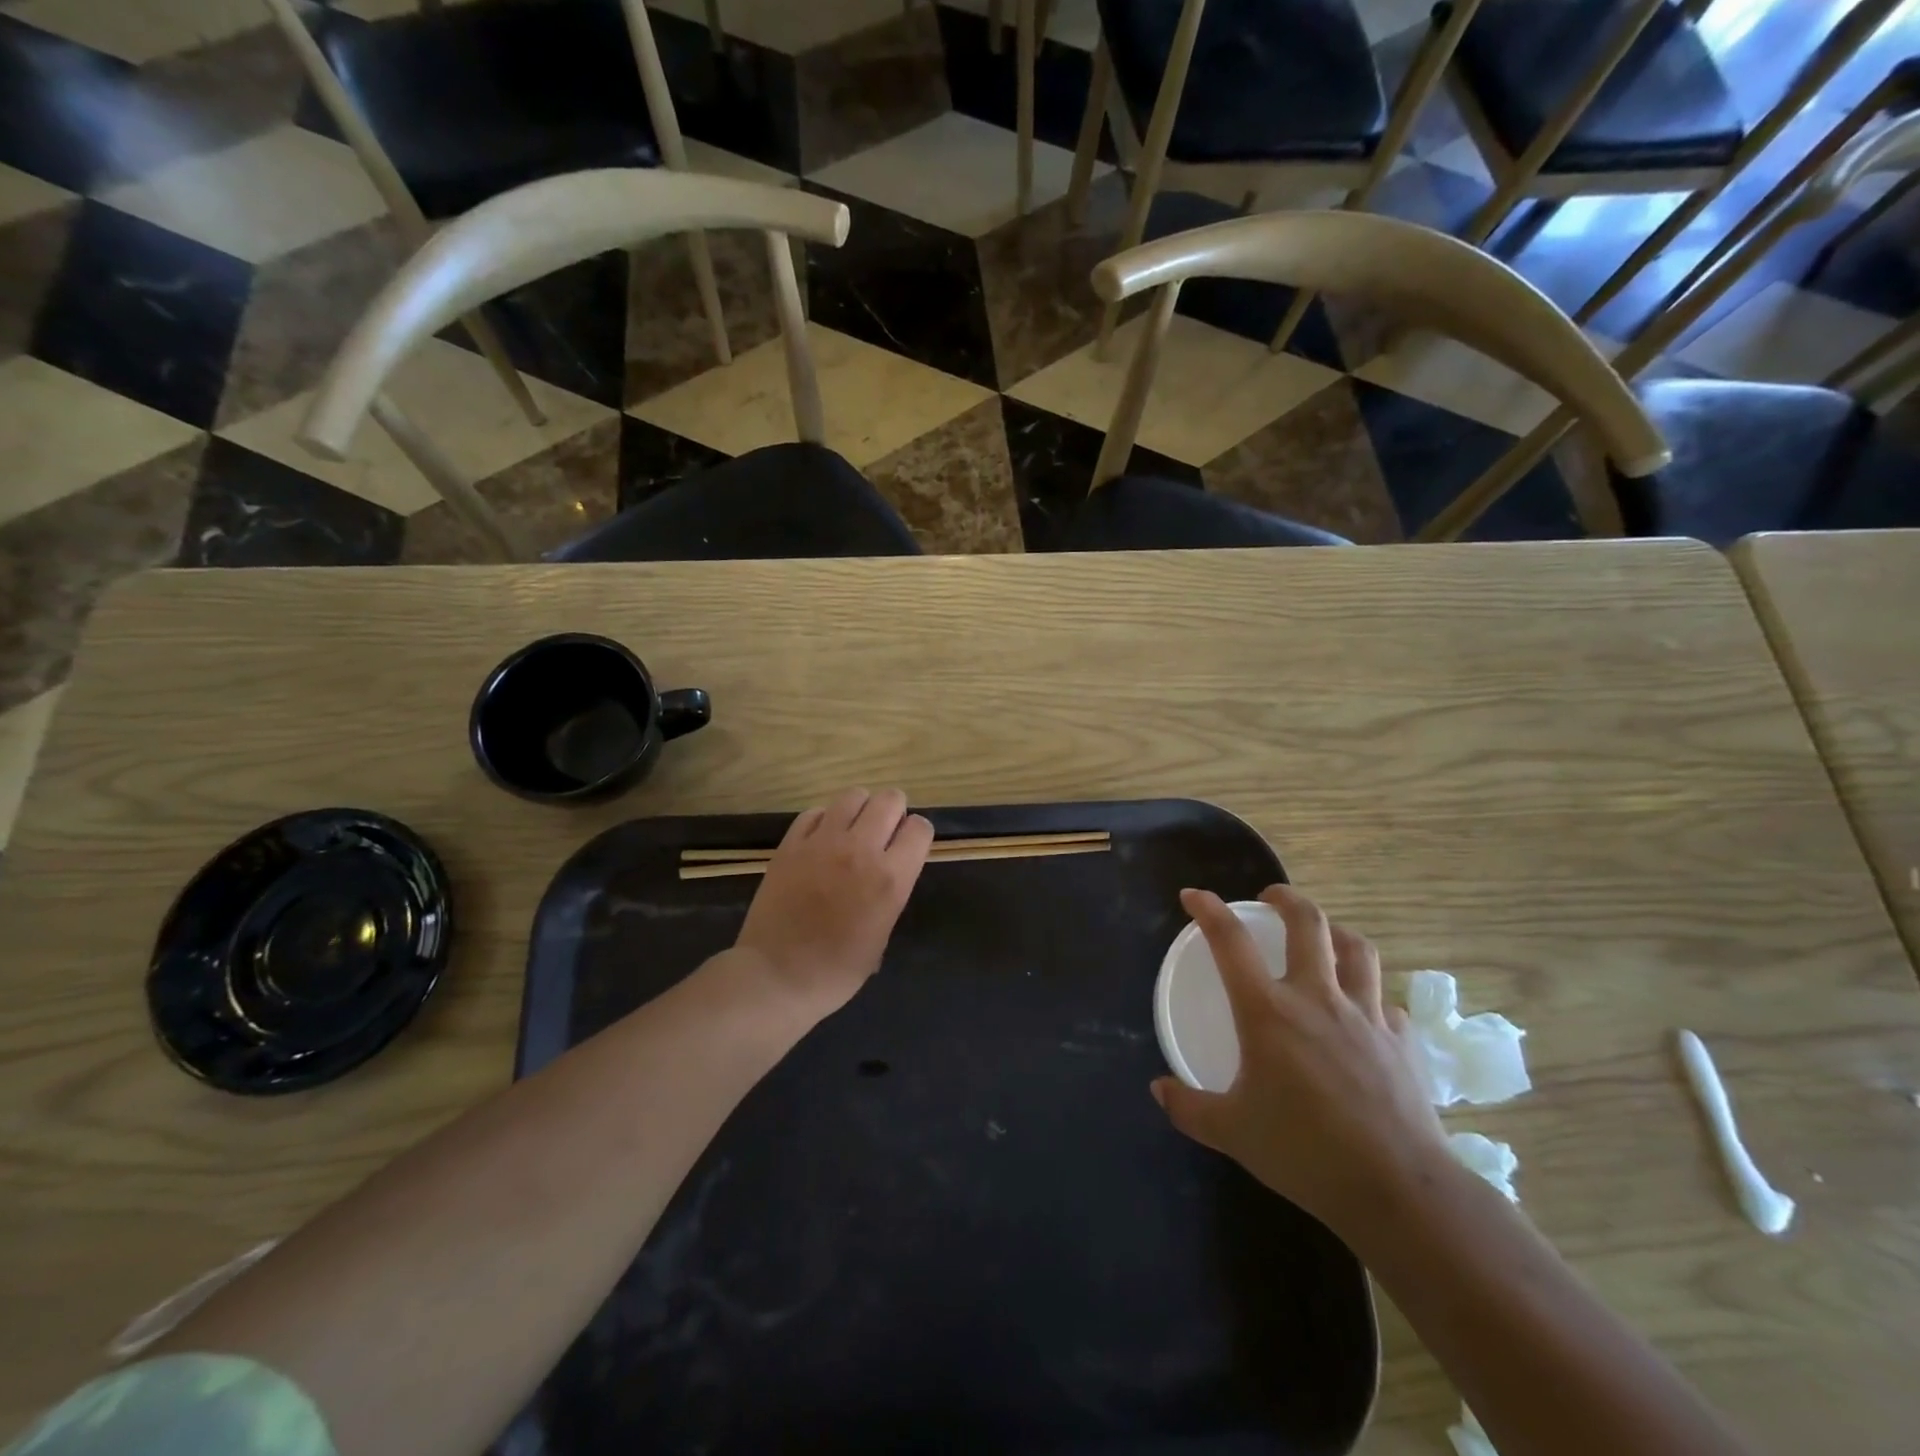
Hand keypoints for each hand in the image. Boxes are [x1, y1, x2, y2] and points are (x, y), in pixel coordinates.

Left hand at [733, 787, 933, 1019]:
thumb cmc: (837, 971)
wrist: (776, 977)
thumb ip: (891, 892)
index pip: (920, 828)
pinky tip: (821, 840)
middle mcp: (861, 850)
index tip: (908, 847)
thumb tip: (888, 870)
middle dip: (894, 811)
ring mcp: (822, 842)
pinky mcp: (790, 844)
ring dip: (860, 809)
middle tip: (884, 833)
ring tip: (853, 830)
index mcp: (890, 878)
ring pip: (853, 796)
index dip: (917, 835)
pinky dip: (824, 820)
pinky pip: (815, 812)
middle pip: (890, 800)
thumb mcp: (882, 935)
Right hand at [1152, 886, 1450, 1236]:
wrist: (1398, 1190)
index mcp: (1268, 1011)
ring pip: (1356, 949)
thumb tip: (1159, 1090)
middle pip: (1308, 923)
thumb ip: (1189, 1108)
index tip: (1193, 896)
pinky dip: (1369, 994)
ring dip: (1335, 932)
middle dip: (1286, 899)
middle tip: (1270, 897)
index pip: (1230, 941)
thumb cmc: (1305, 1152)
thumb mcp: (1232, 1132)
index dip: (1209, 910)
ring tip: (1323, 936)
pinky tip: (1363, 1011)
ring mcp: (1366, 1016)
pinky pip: (1385, 1001)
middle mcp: (1317, 998)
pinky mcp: (1402, 1041)